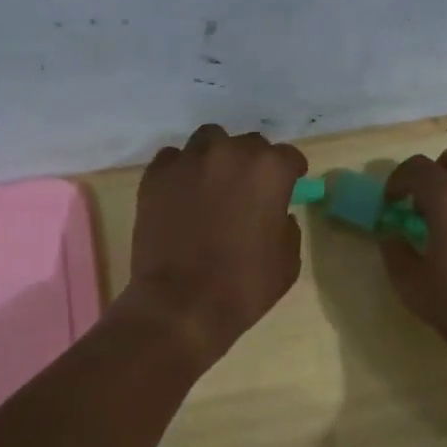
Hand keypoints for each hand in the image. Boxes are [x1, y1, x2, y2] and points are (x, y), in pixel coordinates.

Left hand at [122, 124, 308, 366]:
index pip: (289, 157)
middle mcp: (231, 154)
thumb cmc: (244, 287)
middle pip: (250, 144)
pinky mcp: (156, 175)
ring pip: (209, 141)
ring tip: (212, 184)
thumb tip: (278, 215)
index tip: (288, 186)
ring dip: (217, 158)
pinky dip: (182, 170)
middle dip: (253, 164)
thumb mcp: (287, 262)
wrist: (181, 305)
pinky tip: (182, 194)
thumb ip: (287, 228)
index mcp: (270, 171)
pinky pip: (174, 158)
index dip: (291, 173)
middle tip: (248, 191)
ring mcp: (189, 161)